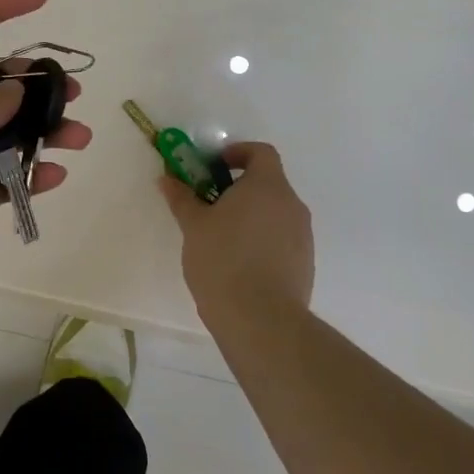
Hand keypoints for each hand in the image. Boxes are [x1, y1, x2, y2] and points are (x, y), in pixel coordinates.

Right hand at [159, 142, 313, 320]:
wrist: (261, 320)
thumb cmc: (223, 261)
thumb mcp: (194, 226)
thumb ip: (182, 198)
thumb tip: (167, 178)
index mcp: (268, 186)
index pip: (261, 152)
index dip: (238, 153)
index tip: (214, 167)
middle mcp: (292, 205)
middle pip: (268, 183)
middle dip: (238, 188)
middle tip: (208, 205)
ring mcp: (303, 235)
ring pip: (275, 213)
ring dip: (250, 216)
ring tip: (221, 239)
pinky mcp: (305, 263)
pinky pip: (281, 239)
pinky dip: (262, 240)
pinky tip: (239, 264)